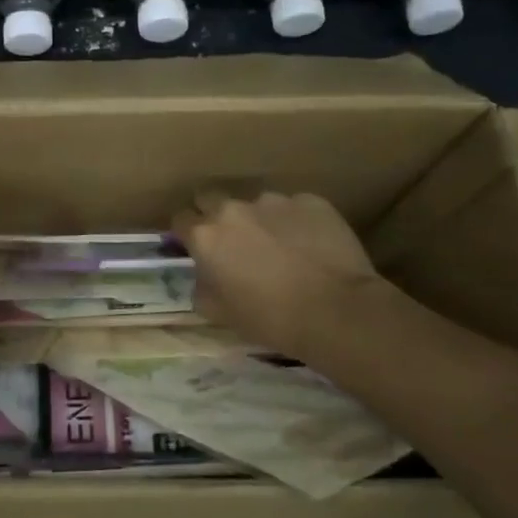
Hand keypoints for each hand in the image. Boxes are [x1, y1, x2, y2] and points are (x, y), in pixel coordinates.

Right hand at [172, 191, 379, 358]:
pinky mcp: (311, 202)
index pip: (181, 219)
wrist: (336, 311)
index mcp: (206, 236)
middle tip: (233, 242)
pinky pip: (295, 208)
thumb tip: (204, 276)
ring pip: (256, 204)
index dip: (187, 234)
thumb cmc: (270, 318)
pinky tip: (311, 246)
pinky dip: (296, 222)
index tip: (197, 248)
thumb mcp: (219, 313)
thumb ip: (201, 287)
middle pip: (211, 198)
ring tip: (281, 247)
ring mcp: (274, 201)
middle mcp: (233, 210)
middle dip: (215, 215)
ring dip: (260, 220)